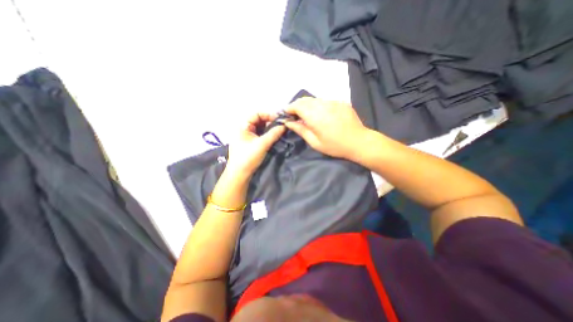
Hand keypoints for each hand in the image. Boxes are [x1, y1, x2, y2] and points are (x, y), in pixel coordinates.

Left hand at [225, 112, 285, 178]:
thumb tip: (284, 125)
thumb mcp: (262, 144)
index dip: (268, 115)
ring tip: (279, 131)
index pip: (256, 114)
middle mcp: (245, 129)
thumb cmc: (248, 157)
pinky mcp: (251, 143)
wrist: (240, 174)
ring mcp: (248, 137)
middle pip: (259, 120)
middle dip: (270, 121)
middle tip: (281, 125)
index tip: (279, 119)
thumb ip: (274, 134)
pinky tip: (274, 137)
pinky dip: (267, 134)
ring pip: (260, 128)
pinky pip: (260, 135)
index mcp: (243, 126)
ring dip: (269, 128)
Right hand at [284, 97, 368, 158]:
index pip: (297, 105)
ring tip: (307, 116)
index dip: (289, 108)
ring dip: (307, 105)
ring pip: (314, 99)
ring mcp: (333, 102)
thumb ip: (300, 130)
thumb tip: (288, 122)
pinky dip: (318, 106)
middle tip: (295, 116)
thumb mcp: (315, 142)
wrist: (359, 142)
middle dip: (297, 106)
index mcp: (315, 116)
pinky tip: (321, 115)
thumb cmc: (335, 146)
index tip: (286, 114)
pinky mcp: (340, 102)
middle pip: (305, 100)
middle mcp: (323, 105)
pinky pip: (325, 101)